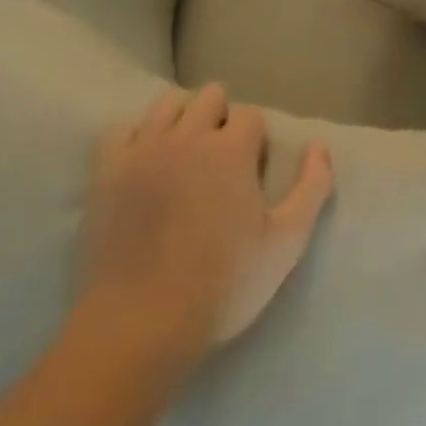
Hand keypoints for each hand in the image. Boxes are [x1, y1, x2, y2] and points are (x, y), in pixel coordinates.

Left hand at [81, 84, 334, 356]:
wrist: (138, 327)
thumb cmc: (222, 285)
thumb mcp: (286, 242)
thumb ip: (312, 187)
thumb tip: (319, 146)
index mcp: (232, 149)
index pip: (250, 114)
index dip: (254, 139)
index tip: (250, 171)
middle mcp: (188, 136)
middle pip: (209, 97)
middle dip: (220, 118)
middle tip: (219, 161)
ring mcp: (143, 151)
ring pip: (167, 104)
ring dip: (181, 118)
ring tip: (183, 154)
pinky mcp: (106, 173)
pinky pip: (120, 129)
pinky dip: (135, 137)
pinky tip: (143, 161)